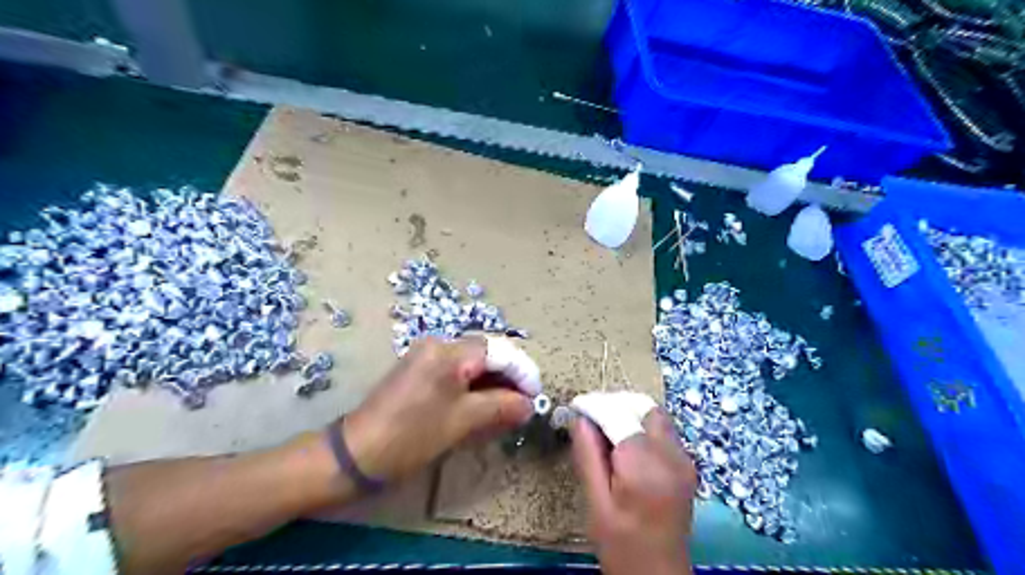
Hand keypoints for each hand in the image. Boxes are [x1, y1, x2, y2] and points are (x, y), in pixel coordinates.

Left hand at [344, 339, 535, 483]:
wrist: (357, 453)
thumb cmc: (412, 434)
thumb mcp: (463, 421)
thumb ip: (501, 406)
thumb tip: (529, 405)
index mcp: (449, 351)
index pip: (499, 351)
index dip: (522, 372)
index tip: (537, 397)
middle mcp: (439, 345)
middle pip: (486, 354)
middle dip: (509, 378)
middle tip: (525, 405)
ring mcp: (427, 357)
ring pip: (472, 364)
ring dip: (493, 384)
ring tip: (509, 409)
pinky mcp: (420, 371)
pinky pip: (456, 373)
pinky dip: (474, 387)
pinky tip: (484, 406)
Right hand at [575, 409, 696, 574]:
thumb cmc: (621, 545)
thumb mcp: (596, 502)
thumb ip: (588, 455)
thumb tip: (579, 418)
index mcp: (644, 467)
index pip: (618, 415)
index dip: (594, 405)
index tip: (575, 406)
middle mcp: (671, 456)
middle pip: (642, 407)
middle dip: (614, 404)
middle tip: (590, 417)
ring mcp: (684, 459)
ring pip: (655, 415)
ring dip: (629, 412)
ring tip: (605, 427)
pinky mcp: (687, 464)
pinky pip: (663, 430)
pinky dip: (642, 425)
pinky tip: (625, 442)